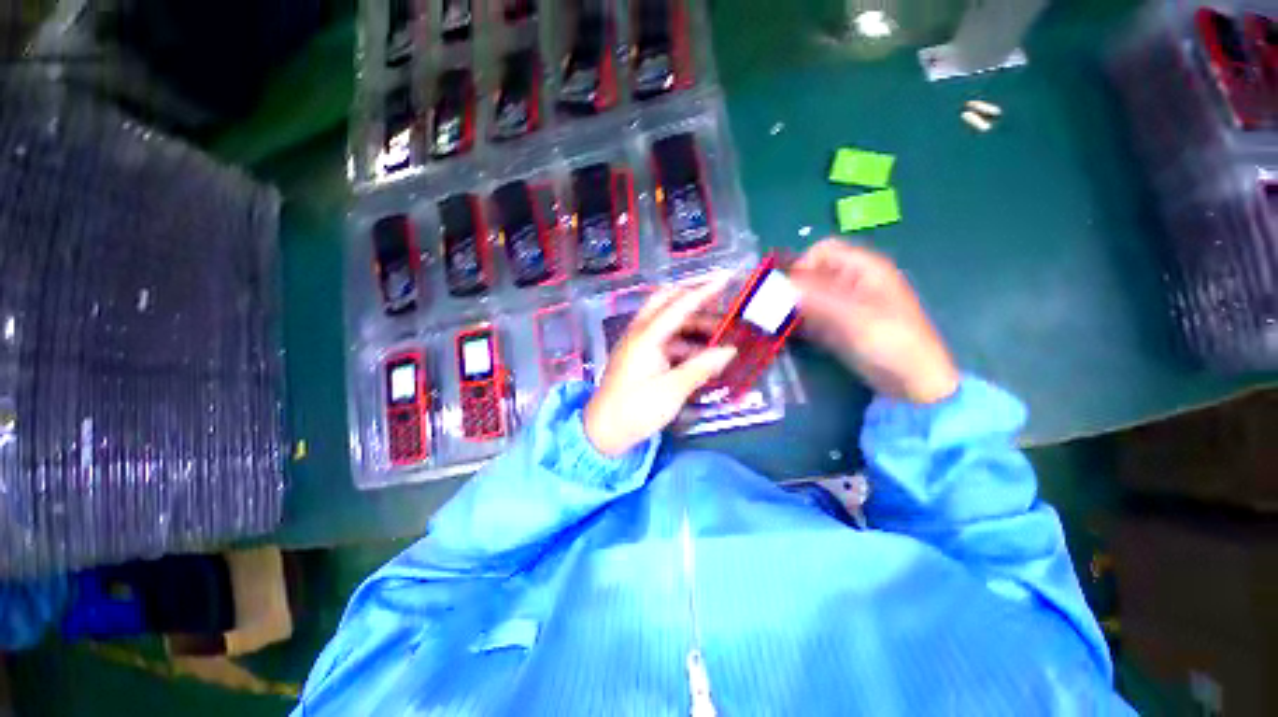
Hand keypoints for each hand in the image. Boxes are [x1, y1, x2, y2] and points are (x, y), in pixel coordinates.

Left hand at [584, 280, 737, 456]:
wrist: (603, 431)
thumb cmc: (636, 410)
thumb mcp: (673, 390)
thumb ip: (702, 367)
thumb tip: (730, 350)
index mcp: (647, 336)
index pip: (680, 304)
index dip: (705, 289)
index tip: (727, 276)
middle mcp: (639, 332)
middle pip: (666, 302)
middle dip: (694, 298)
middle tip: (720, 302)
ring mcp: (637, 344)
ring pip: (667, 322)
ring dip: (691, 324)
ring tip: (718, 335)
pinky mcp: (637, 356)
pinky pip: (663, 339)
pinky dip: (683, 341)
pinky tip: (699, 355)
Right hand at [790, 239, 958, 403]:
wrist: (912, 381)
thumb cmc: (889, 341)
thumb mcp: (851, 315)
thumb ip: (813, 296)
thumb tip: (775, 283)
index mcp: (863, 268)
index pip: (822, 251)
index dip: (802, 265)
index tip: (787, 291)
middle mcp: (851, 281)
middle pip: (812, 274)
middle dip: (792, 289)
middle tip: (775, 310)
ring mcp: (844, 305)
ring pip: (808, 296)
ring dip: (791, 307)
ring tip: (777, 324)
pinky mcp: (838, 325)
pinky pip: (811, 316)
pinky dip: (798, 322)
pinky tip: (788, 334)